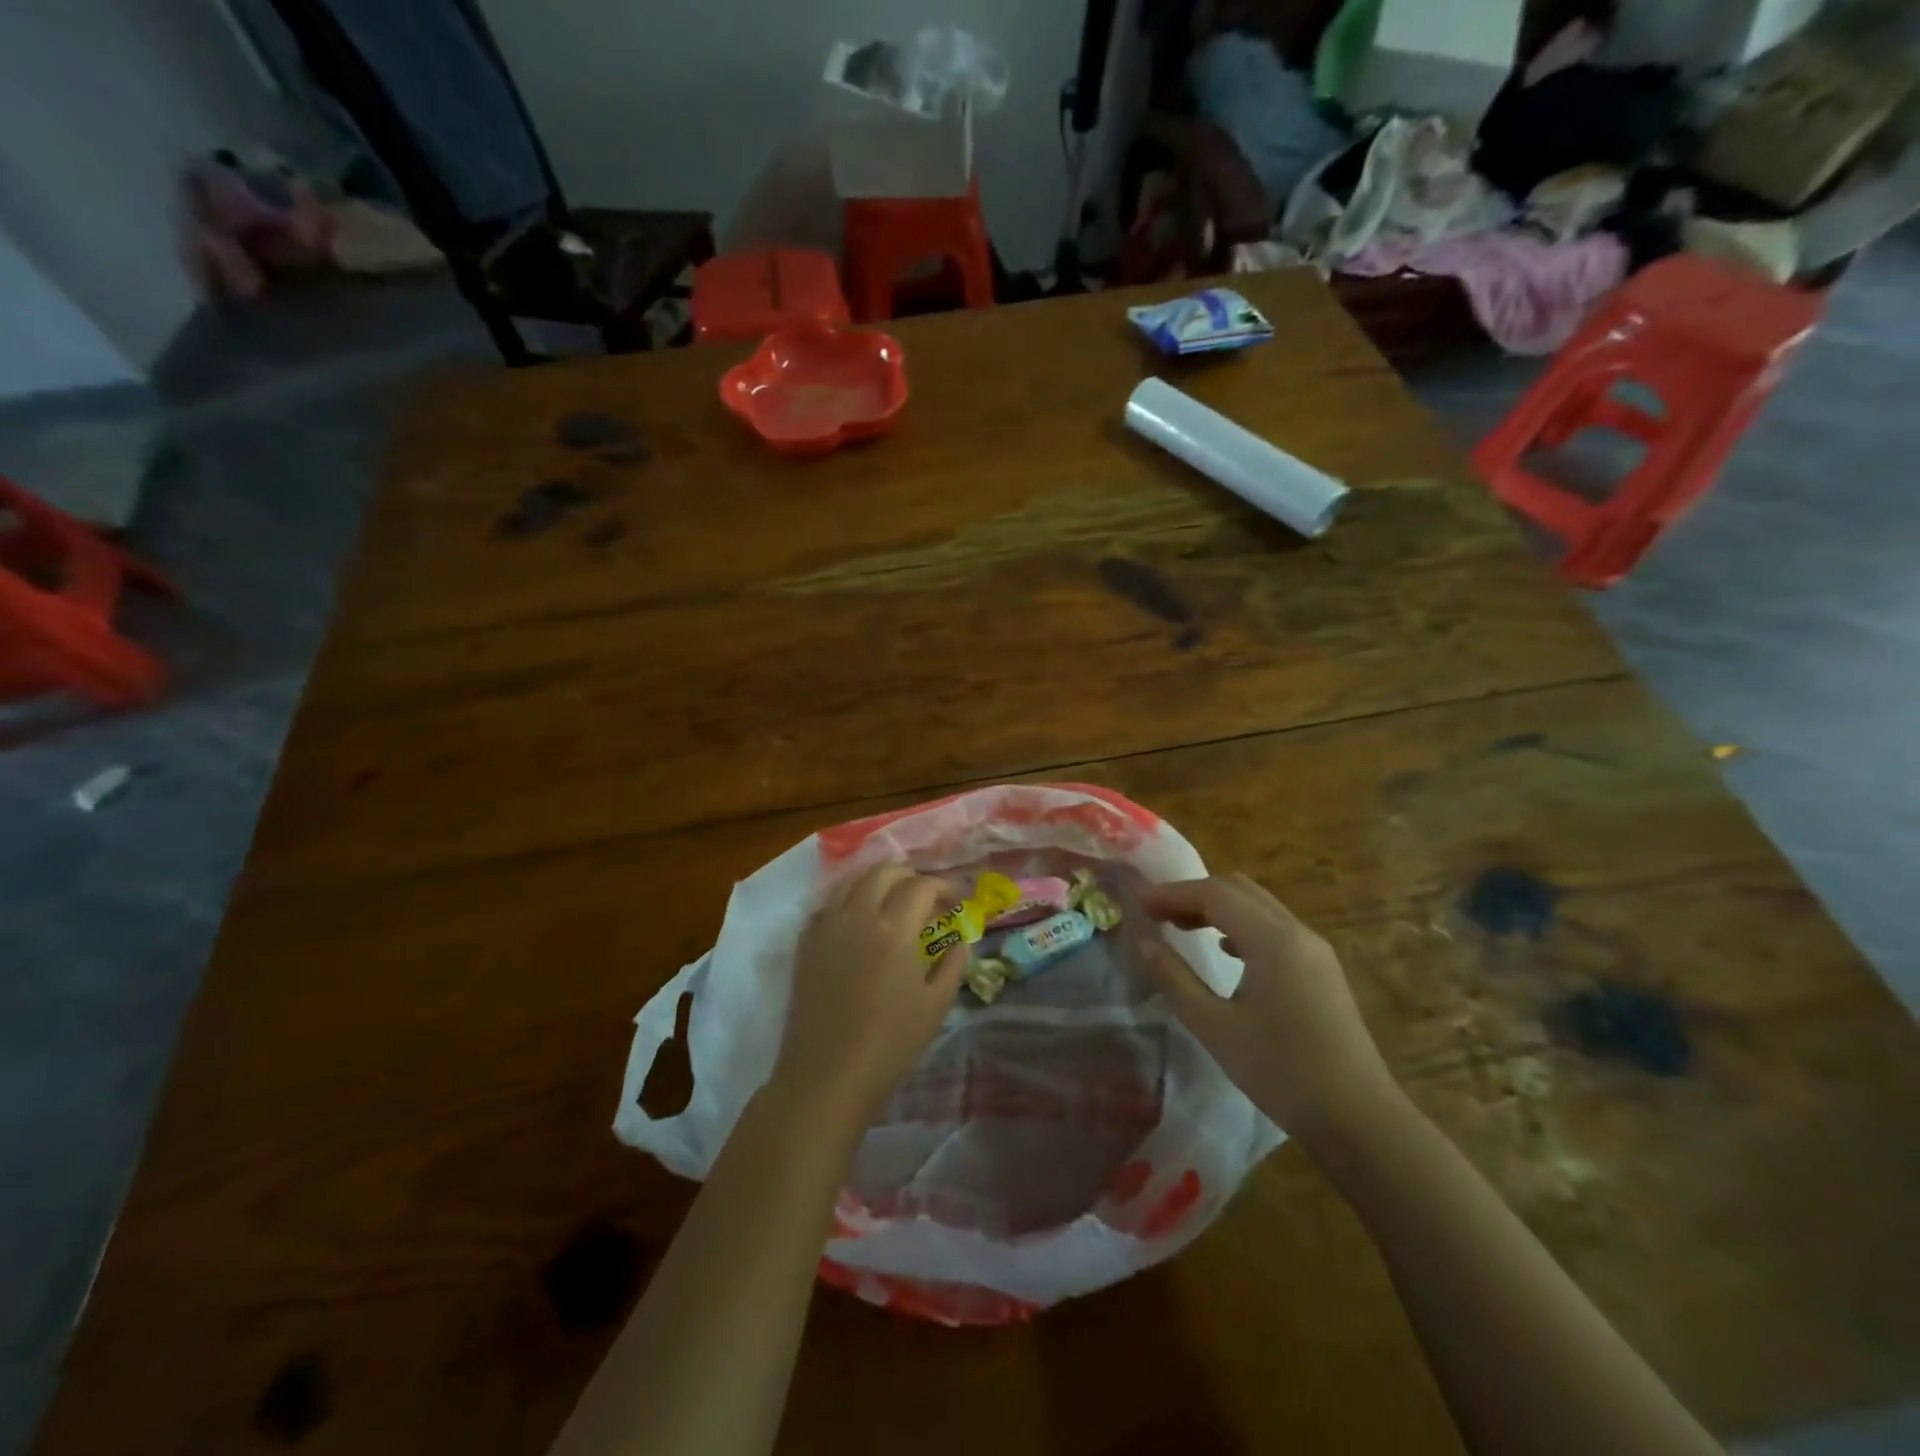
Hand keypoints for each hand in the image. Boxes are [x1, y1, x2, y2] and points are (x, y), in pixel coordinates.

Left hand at [771, 864, 967, 1129]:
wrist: (827, 1077)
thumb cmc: (890, 1044)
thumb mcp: (936, 1005)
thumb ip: (953, 964)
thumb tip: (962, 939)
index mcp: (894, 929)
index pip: (921, 886)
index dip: (944, 887)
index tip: (956, 900)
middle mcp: (858, 916)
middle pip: (883, 871)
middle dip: (909, 875)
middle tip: (925, 895)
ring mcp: (826, 927)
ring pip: (851, 881)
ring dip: (876, 881)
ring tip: (892, 899)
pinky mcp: (805, 943)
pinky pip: (828, 904)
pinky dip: (848, 900)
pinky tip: (858, 921)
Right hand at [1140, 873, 1397, 1143]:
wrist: (1359, 1119)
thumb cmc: (1281, 1072)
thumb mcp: (1215, 1027)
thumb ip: (1174, 978)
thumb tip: (1144, 941)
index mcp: (1272, 939)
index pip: (1214, 894)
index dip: (1171, 893)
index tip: (1137, 904)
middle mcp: (1297, 932)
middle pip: (1238, 890)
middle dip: (1193, 895)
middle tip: (1157, 915)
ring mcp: (1315, 950)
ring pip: (1258, 906)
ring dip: (1217, 908)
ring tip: (1181, 929)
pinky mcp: (1322, 969)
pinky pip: (1274, 927)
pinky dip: (1241, 926)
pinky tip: (1224, 952)